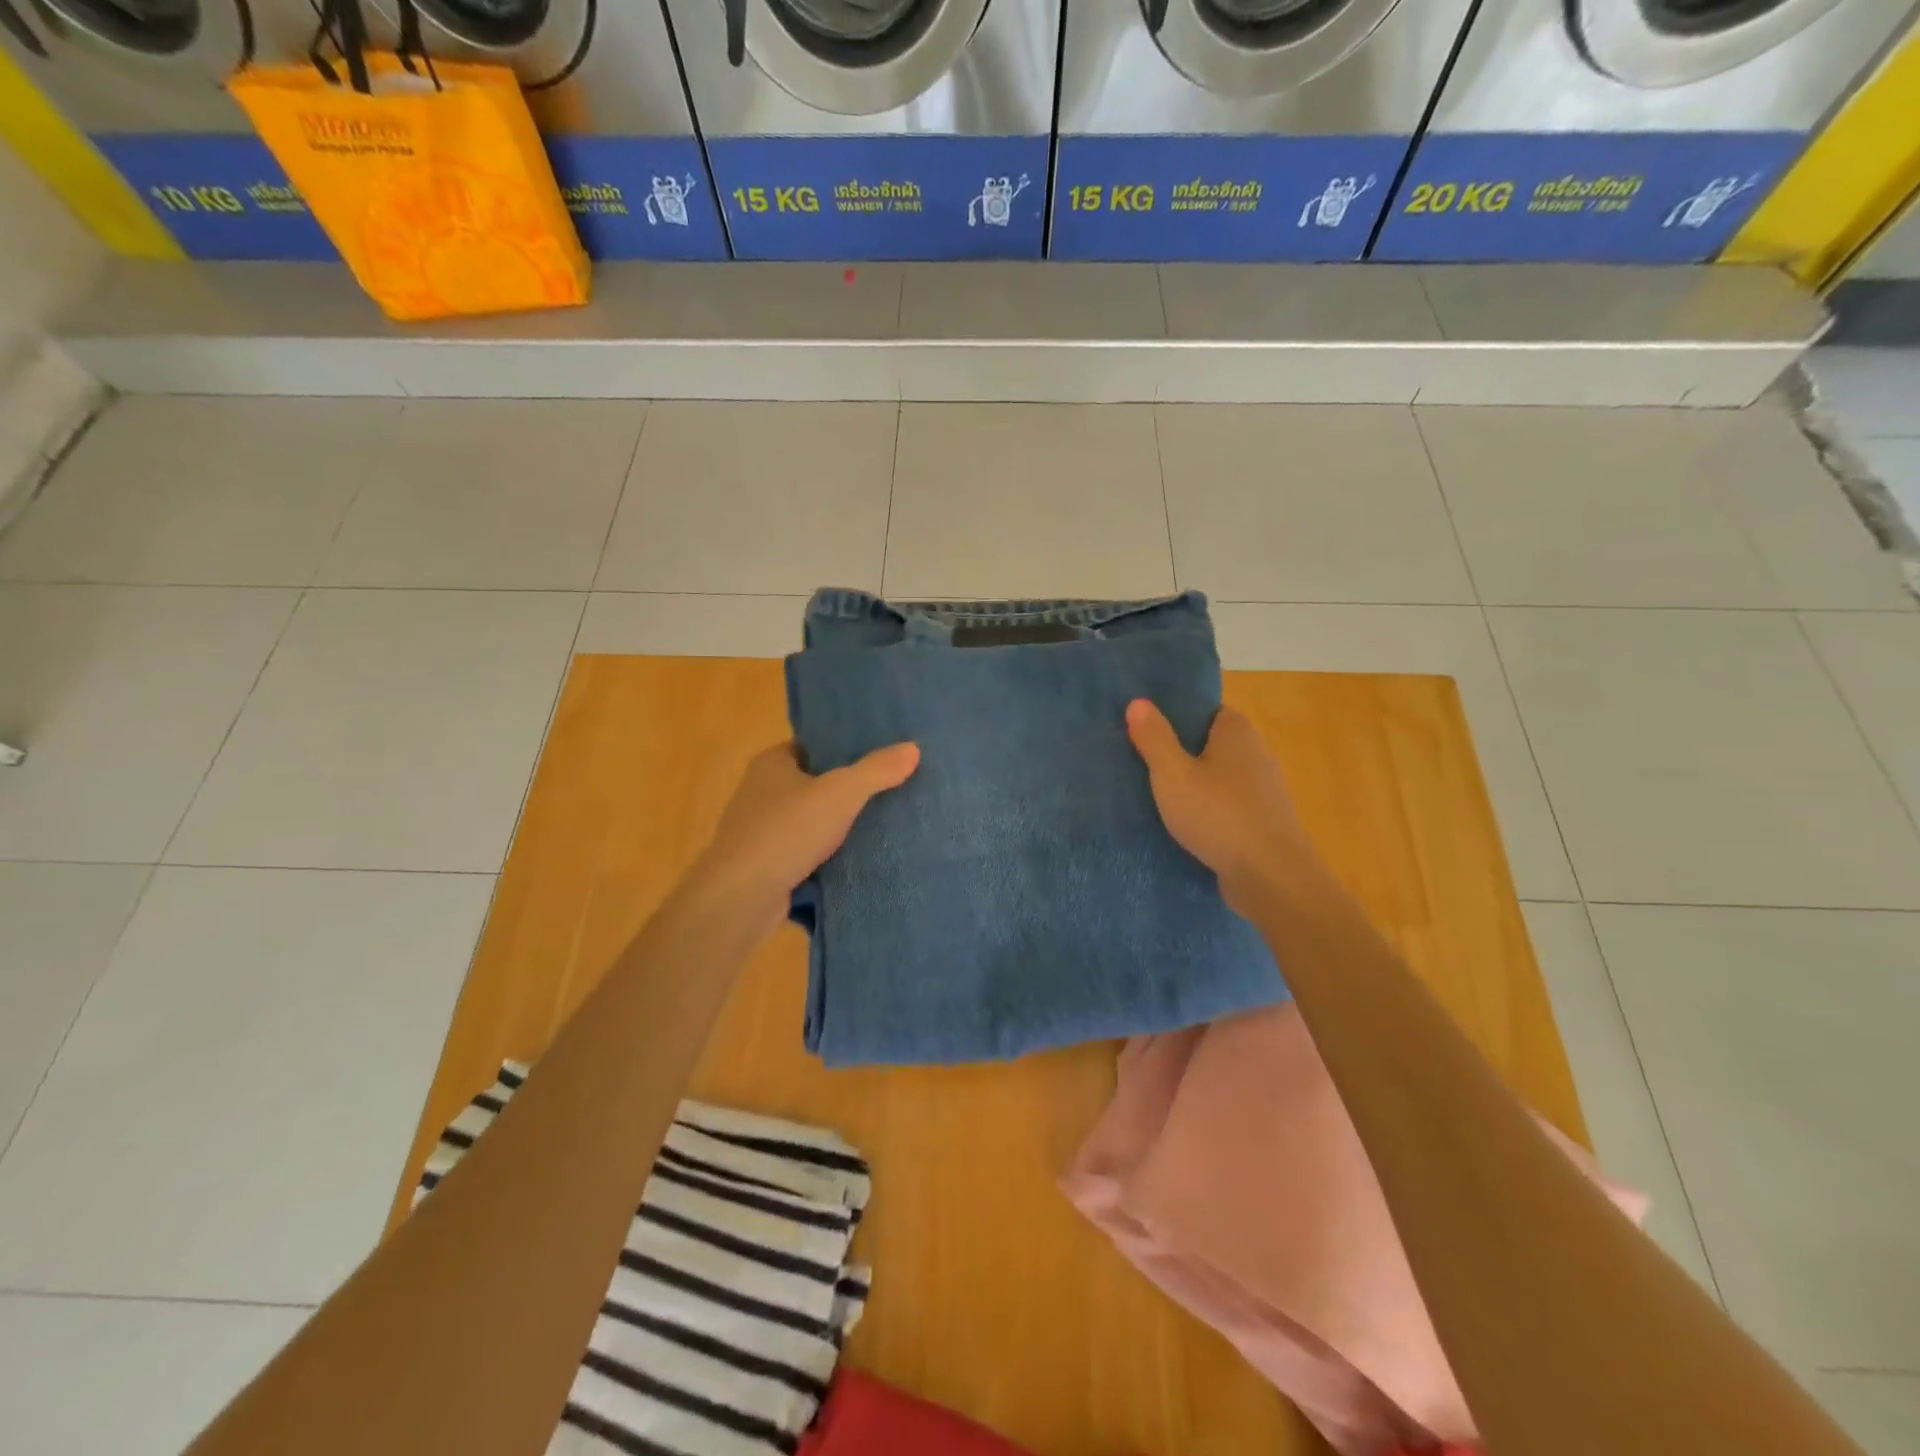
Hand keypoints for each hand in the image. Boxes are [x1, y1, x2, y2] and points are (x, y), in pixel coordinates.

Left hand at [694, 740, 919, 937]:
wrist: (742, 897)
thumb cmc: (787, 831)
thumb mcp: (841, 792)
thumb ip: (877, 770)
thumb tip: (912, 748)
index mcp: (771, 764)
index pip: (812, 746)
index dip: (843, 749)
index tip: (879, 755)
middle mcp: (760, 793)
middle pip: (813, 784)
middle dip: (846, 790)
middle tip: (891, 790)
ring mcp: (760, 832)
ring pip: (809, 822)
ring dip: (837, 827)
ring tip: (883, 825)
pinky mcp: (765, 867)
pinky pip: (804, 854)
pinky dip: (826, 857)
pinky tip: (857, 861)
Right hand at [1125, 700, 1313, 915]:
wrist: (1271, 877)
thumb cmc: (1218, 815)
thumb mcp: (1173, 774)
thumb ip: (1154, 738)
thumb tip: (1138, 701)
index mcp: (1236, 731)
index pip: (1204, 710)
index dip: (1175, 716)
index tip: (1145, 728)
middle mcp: (1255, 753)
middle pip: (1209, 743)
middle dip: (1179, 751)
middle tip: (1139, 761)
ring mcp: (1262, 790)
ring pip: (1217, 777)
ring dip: (1192, 784)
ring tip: (1154, 794)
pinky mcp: (1261, 822)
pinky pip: (1225, 805)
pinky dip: (1206, 810)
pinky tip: (1182, 824)